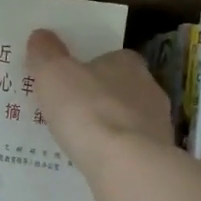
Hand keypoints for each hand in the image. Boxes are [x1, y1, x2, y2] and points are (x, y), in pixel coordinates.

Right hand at [26, 29, 173, 173]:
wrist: (125, 164)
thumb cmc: (87, 110)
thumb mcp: (53, 74)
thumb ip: (45, 53)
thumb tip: (40, 36)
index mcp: (127, 62)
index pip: (109, 58)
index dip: (87, 68)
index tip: (67, 82)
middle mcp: (149, 88)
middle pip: (118, 89)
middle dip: (97, 98)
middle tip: (68, 112)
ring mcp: (158, 123)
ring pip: (126, 120)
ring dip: (108, 127)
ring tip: (79, 142)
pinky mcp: (159, 155)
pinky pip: (130, 148)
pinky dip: (115, 152)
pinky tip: (95, 162)